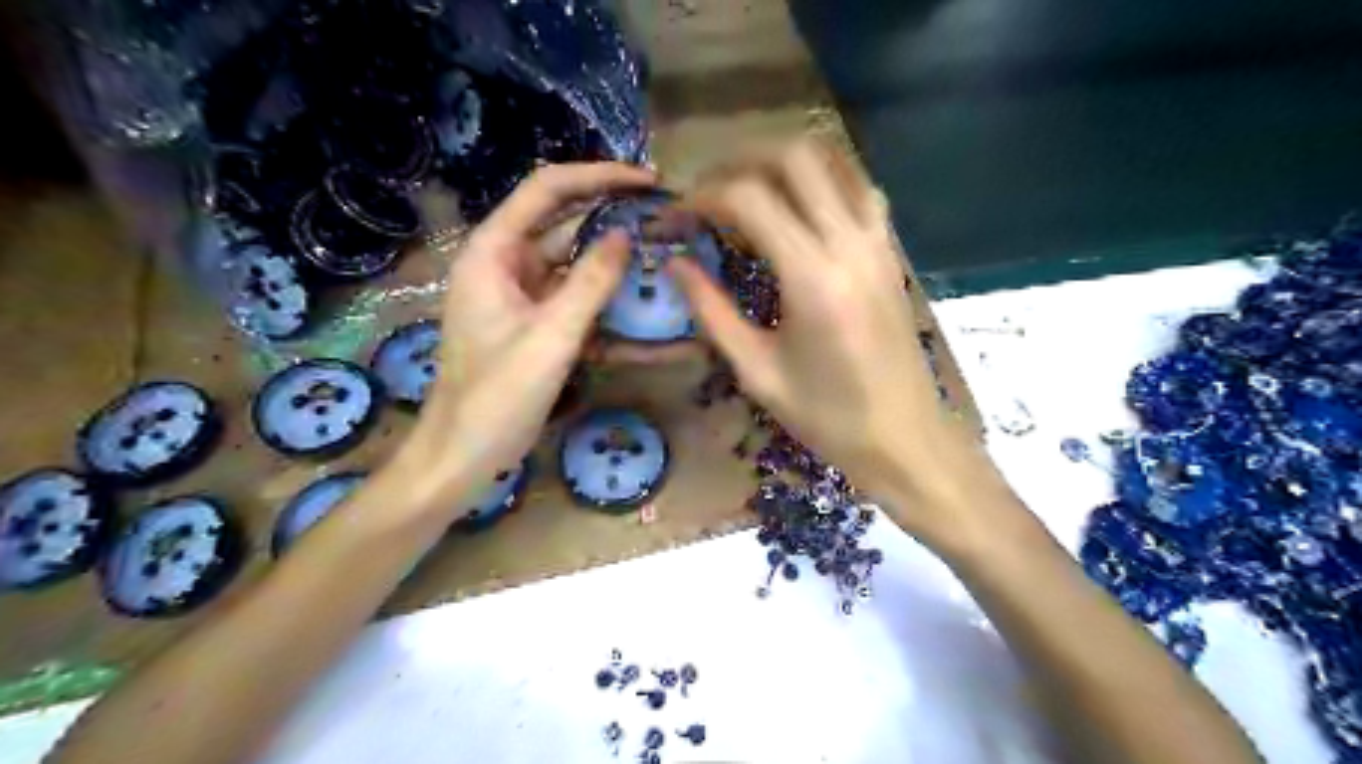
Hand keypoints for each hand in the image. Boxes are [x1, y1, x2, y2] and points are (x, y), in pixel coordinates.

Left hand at [390, 165, 655, 513]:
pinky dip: (604, 300)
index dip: (598, 177)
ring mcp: (520, 295)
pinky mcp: (534, 323)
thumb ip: (591, 283)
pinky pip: (574, 300)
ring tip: (662, 254)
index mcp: (493, 253)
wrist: (464, 455)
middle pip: (563, 223)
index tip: (648, 181)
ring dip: (613, 260)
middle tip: (665, 217)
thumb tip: (625, 235)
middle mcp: (505, 264)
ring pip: (573, 263)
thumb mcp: (551, 337)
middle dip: (611, 216)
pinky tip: (640, 306)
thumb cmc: (497, 397)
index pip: (547, 190)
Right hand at [668, 139, 997, 549]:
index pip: (748, 199)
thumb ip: (711, 310)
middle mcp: (849, 242)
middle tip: (706, 192)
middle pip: (794, 156)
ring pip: (834, 160)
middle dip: (739, 162)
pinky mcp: (891, 251)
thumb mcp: (756, 371)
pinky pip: (859, 187)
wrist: (905, 439)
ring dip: (783, 162)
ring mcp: (878, 241)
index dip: (701, 197)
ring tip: (745, 189)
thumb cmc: (827, 417)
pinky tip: (798, 207)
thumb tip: (675, 264)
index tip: (674, 218)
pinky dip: (822, 179)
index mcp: (811, 277)